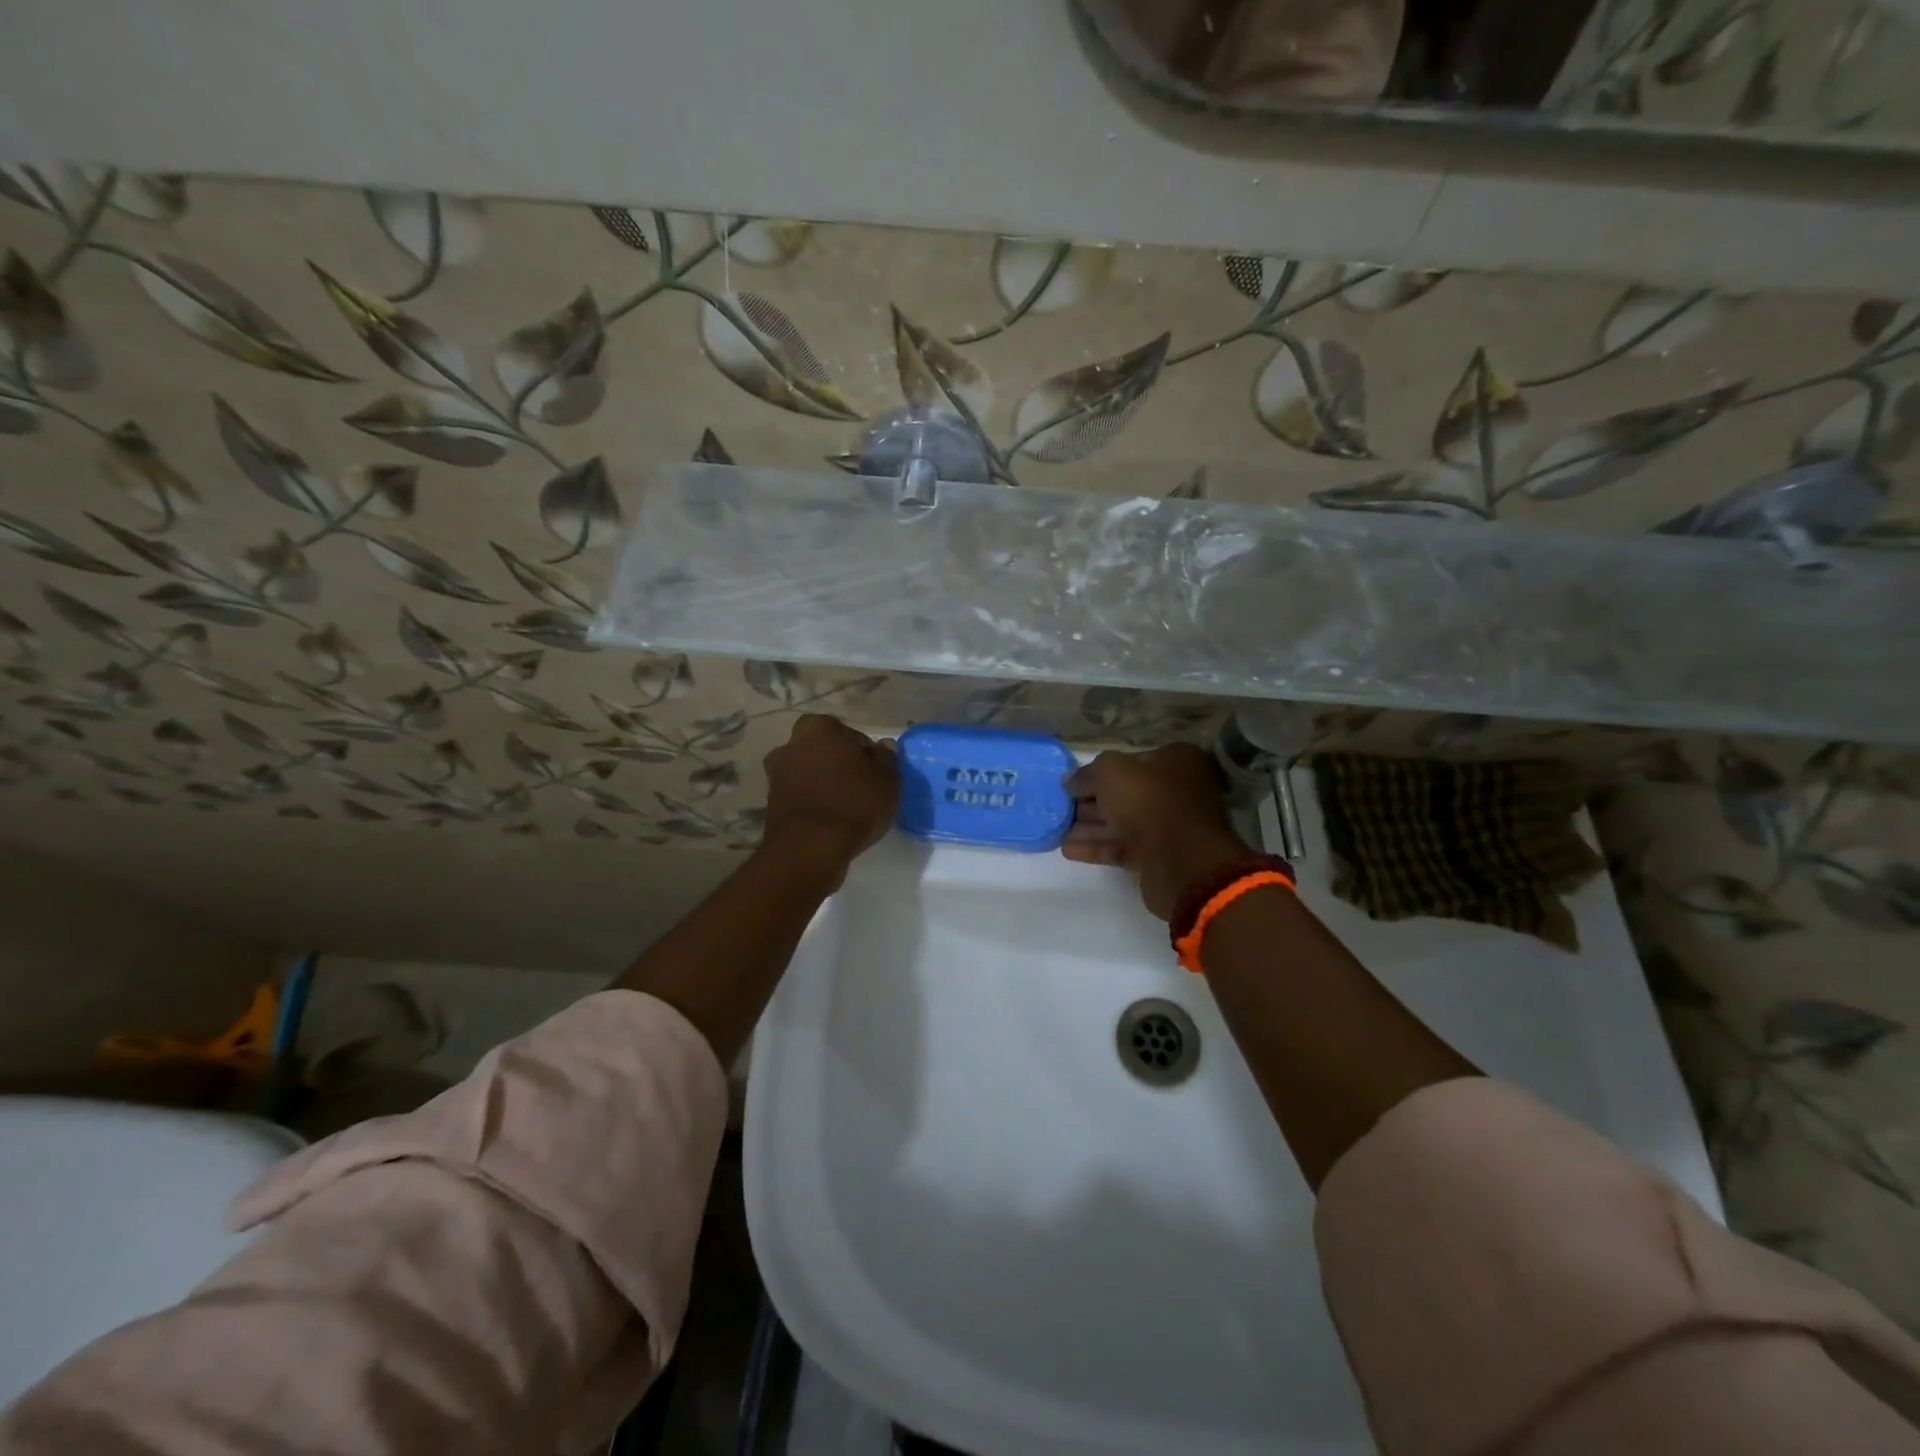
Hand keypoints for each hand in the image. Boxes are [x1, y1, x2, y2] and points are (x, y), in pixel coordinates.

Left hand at [761, 715, 899, 876]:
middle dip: (840, 766)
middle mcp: (791, 745)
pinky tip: (830, 822)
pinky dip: (813, 804)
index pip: (850, 735)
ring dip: (824, 785)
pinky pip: (800, 798)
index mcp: (818, 728)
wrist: (809, 849)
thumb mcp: (887, 780)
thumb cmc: (853, 804)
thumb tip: (883, 746)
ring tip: (846, 809)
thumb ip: (887, 759)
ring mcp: (776, 775)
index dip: (866, 755)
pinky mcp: (770, 805)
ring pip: (810, 774)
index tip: (876, 774)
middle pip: (825, 752)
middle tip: (861, 789)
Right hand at [1062, 744, 1246, 919]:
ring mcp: (1170, 825)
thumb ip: (1087, 773)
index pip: (1131, 760)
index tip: (1073, 781)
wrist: (1180, 860)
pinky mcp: (1159, 856)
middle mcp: (1177, 790)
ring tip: (1057, 829)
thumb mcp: (1111, 772)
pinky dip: (1098, 847)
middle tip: (1061, 806)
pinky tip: (1069, 849)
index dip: (1099, 770)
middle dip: (1092, 800)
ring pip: (1123, 822)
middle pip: (1126, 792)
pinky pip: (1124, 847)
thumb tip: (1070, 781)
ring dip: (1090, 825)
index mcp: (1176, 761)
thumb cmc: (1148, 801)